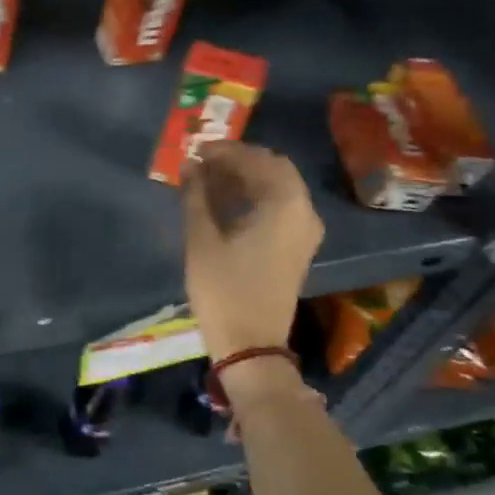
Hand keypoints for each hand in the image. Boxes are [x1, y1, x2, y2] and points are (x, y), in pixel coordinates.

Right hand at [181, 143, 322, 361]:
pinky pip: (279, 208)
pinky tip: (224, 204)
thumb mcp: (202, 240)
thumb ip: (196, 196)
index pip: (258, 159)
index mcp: (285, 204)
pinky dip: (254, 198)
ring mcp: (304, 231)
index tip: (196, 150)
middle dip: (238, 162)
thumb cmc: (223, 290)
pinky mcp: (297, 247)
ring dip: (245, 179)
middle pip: (273, 170)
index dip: (226, 150)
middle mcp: (303, 211)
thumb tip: (190, 165)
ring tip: (207, 181)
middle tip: (202, 164)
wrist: (251, 345)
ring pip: (277, 189)